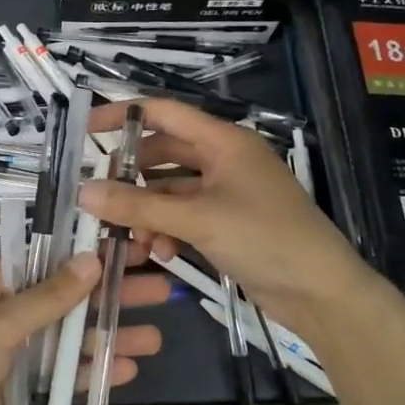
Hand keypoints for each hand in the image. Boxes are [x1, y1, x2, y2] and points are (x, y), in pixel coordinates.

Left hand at [0, 255, 169, 404]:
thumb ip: (48, 297)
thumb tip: (92, 259)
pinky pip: (60, 375)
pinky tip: (126, 370)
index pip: (50, 261)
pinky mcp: (18, 389)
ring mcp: (14, 352)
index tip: (132, 250)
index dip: (91, 256)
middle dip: (111, 297)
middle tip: (161, 290)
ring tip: (155, 337)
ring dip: (108, 338)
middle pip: (68, 300)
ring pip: (70, 339)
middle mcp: (6, 312)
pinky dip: (89, 372)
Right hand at [80, 97, 383, 341]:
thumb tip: (84, 193)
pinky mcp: (228, 222)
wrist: (320, 291)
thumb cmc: (264, 238)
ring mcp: (227, 192)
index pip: (163, 113)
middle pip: (164, 154)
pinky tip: (161, 254)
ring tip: (133, 239)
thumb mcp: (197, 219)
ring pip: (172, 190)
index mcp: (224, 141)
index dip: (123, 116)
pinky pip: (186, 216)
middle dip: (132, 177)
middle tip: (101, 198)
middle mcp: (224, 159)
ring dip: (149, 211)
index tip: (85, 129)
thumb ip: (138, 206)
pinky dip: (169, 230)